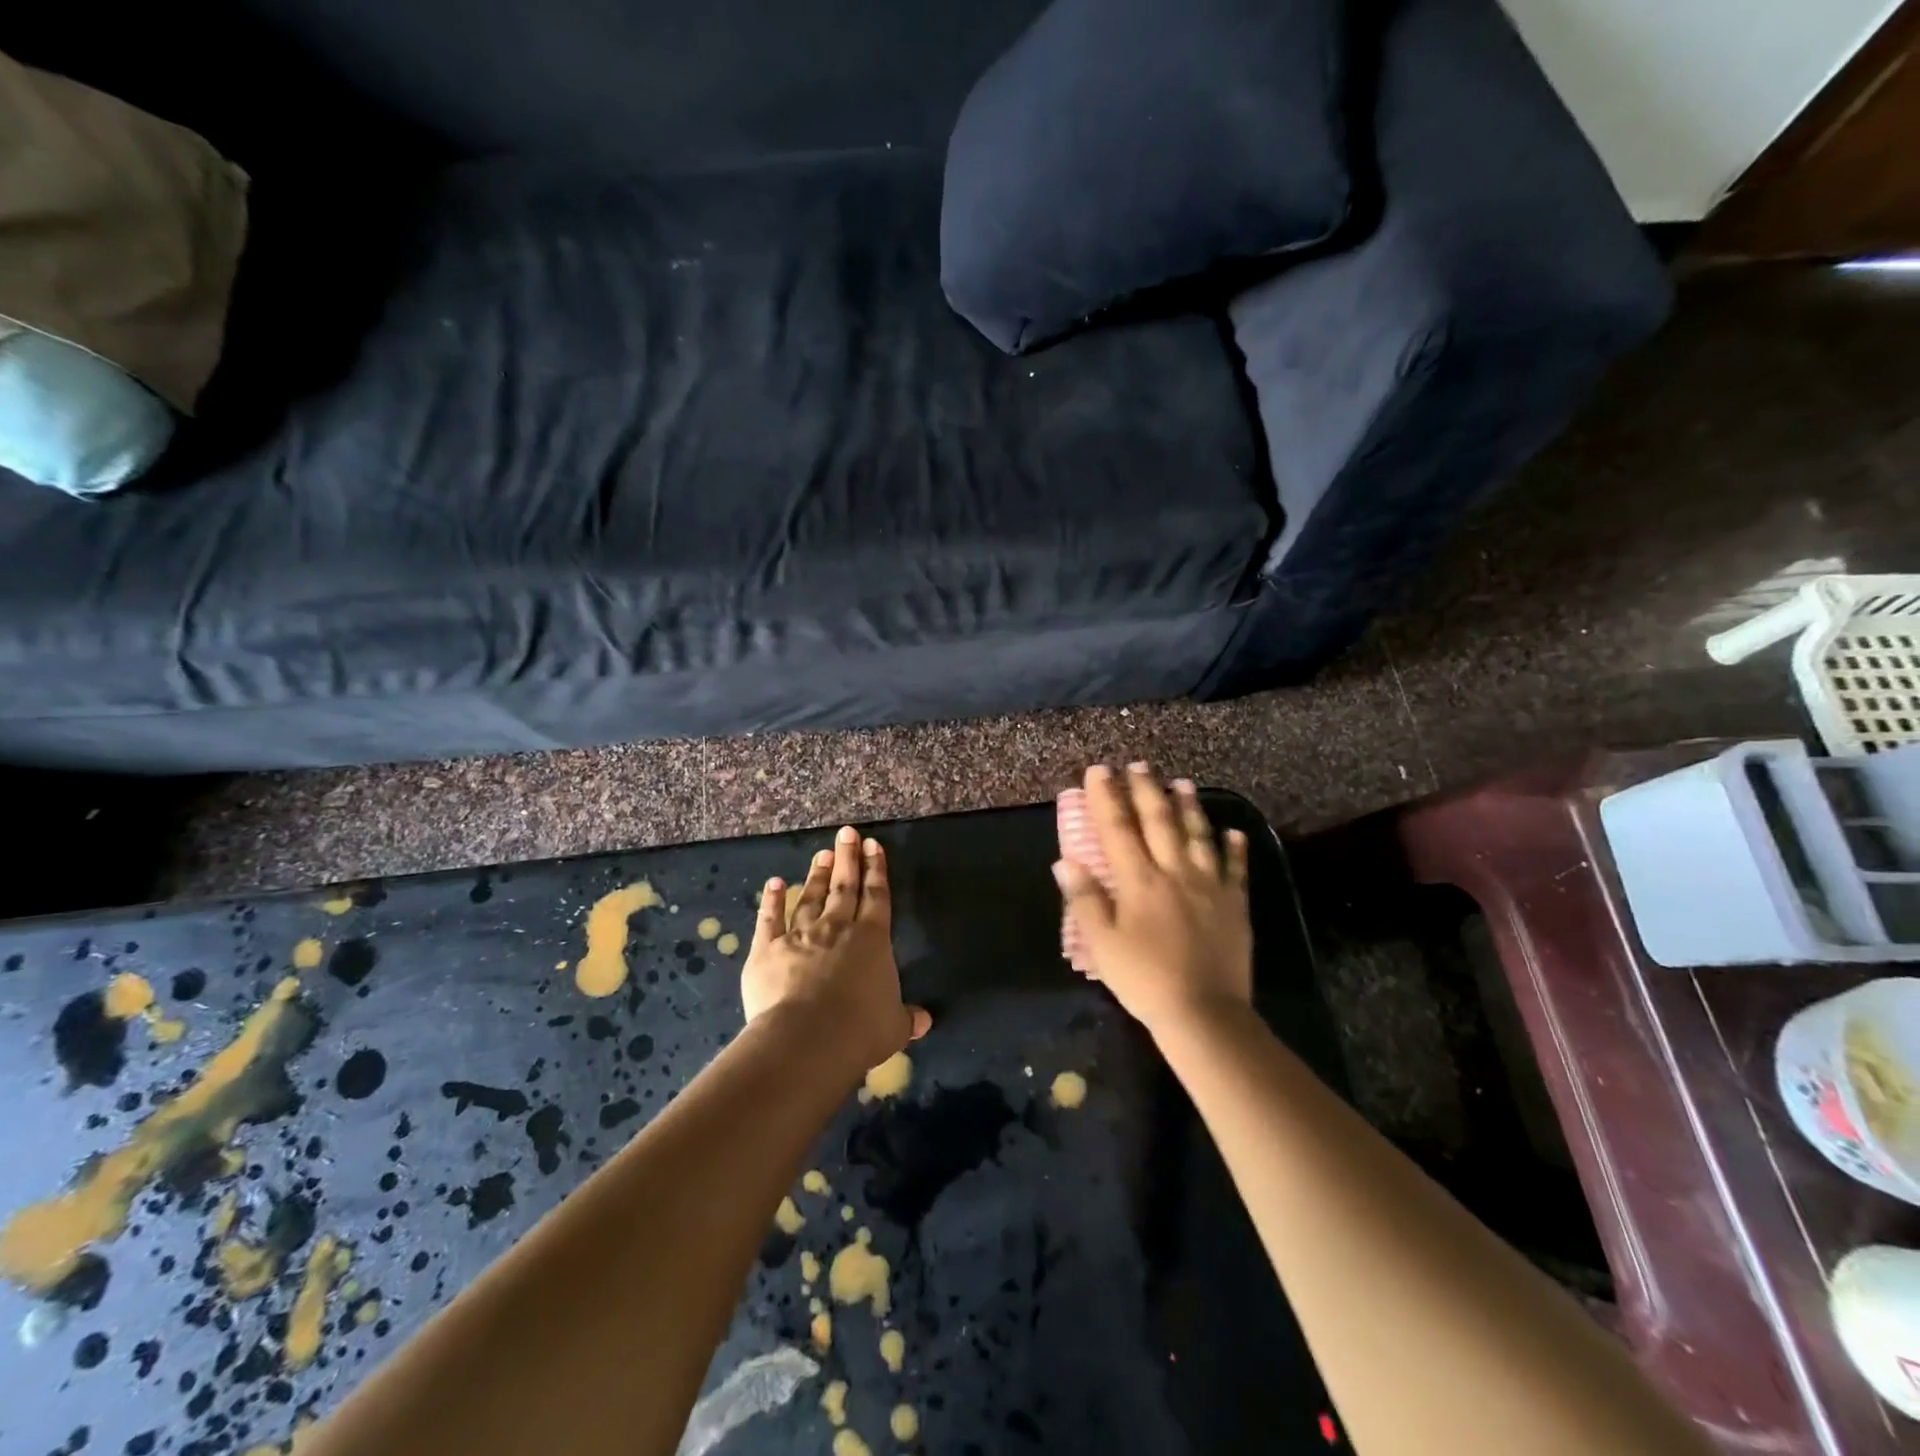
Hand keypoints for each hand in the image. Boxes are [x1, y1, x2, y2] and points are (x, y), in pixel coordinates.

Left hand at [741, 825, 930, 1074]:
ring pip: (811, 897)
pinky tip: (773, 883)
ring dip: (816, 875)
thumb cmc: (859, 1031)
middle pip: (844, 887)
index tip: (873, 845)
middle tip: (846, 833)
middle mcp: (837, 928)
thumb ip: (906, 1018)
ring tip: (821, 853)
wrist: (806, 1039)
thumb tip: (925, 1020)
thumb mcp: (893, 1027)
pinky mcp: (768, 949)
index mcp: (872, 939)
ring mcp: (800, 935)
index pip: (877, 896)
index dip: (876, 869)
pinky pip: (770, 919)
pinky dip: (771, 900)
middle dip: (847, 858)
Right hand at [1053, 763, 1251, 1036]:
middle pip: (1159, 822)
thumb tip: (1065, 861)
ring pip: (1198, 836)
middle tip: (1139, 764)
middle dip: (1146, 790)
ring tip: (1182, 782)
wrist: (1204, 1013)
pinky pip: (1236, 869)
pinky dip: (1235, 848)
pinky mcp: (1235, 905)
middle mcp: (1175, 872)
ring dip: (1189, 806)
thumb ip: (1085, 900)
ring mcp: (1210, 886)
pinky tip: (1233, 832)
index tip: (1099, 771)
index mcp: (1139, 881)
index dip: (1106, 797)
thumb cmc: (1144, 980)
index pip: (1118, 829)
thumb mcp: (1102, 945)